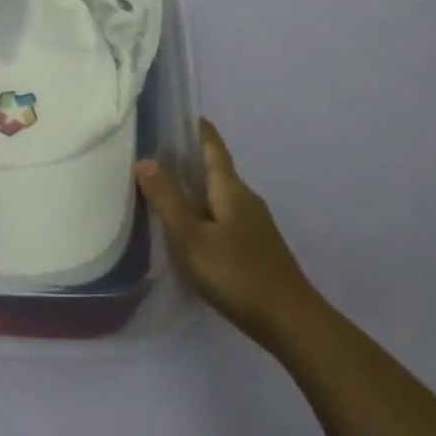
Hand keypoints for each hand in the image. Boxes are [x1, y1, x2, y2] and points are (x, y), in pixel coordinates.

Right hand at [136, 119, 316, 354]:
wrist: (291, 322)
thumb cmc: (236, 273)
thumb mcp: (191, 237)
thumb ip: (167, 199)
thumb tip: (145, 159)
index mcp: (231, 188)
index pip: (213, 146)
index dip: (197, 129)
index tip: (177, 113)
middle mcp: (245, 199)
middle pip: (215, 169)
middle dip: (188, 158)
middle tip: (153, 153)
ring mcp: (254, 224)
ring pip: (218, 195)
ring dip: (193, 187)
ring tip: (163, 189)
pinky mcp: (255, 247)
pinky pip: (223, 216)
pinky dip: (202, 211)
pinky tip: (188, 228)